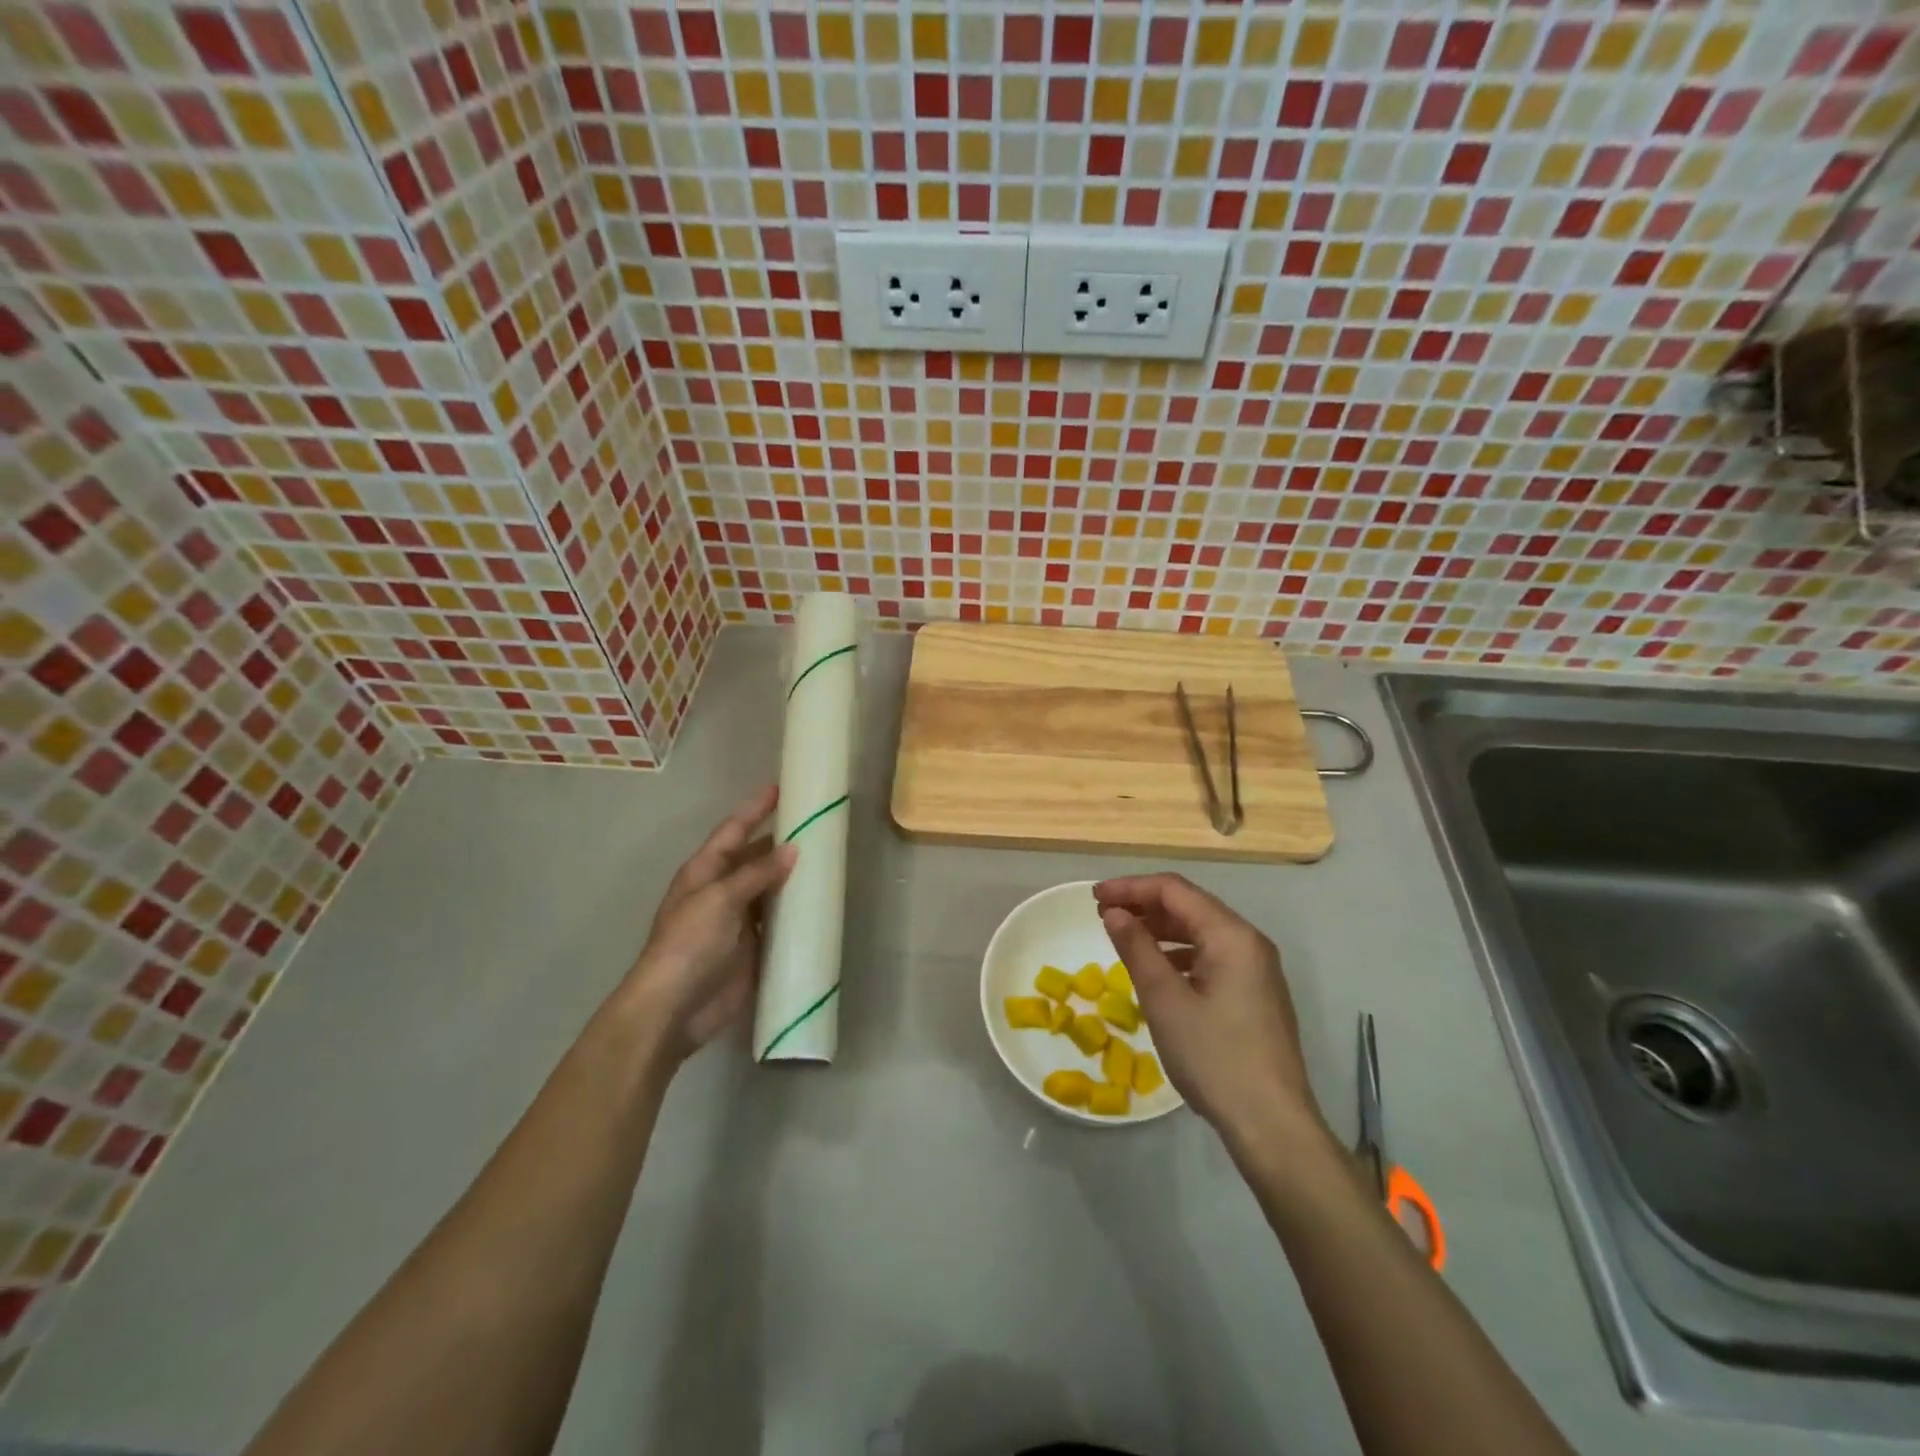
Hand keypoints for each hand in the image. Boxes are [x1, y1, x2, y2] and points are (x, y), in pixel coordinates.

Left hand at [618, 785, 794, 1061]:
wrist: (675, 1007)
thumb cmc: (689, 944)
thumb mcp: (720, 899)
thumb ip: (757, 874)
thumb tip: (793, 848)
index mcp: (705, 871)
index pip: (733, 830)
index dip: (756, 809)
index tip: (781, 788)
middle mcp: (721, 890)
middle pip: (754, 857)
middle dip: (781, 841)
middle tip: (817, 826)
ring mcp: (737, 920)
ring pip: (770, 888)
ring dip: (792, 876)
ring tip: (827, 859)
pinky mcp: (753, 947)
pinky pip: (778, 921)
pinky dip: (796, 911)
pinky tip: (819, 903)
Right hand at [1095, 874, 1327, 1148]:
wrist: (1272, 1125)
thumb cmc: (1214, 1057)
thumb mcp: (1165, 1000)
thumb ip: (1137, 948)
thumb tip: (1114, 912)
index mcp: (1232, 935)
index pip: (1174, 890)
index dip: (1131, 887)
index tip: (1094, 897)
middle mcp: (1249, 942)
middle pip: (1190, 905)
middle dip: (1144, 904)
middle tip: (1103, 914)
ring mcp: (1257, 969)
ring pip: (1201, 930)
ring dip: (1160, 928)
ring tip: (1123, 937)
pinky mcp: (1256, 993)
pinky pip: (1212, 955)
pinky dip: (1179, 952)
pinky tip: (1157, 968)